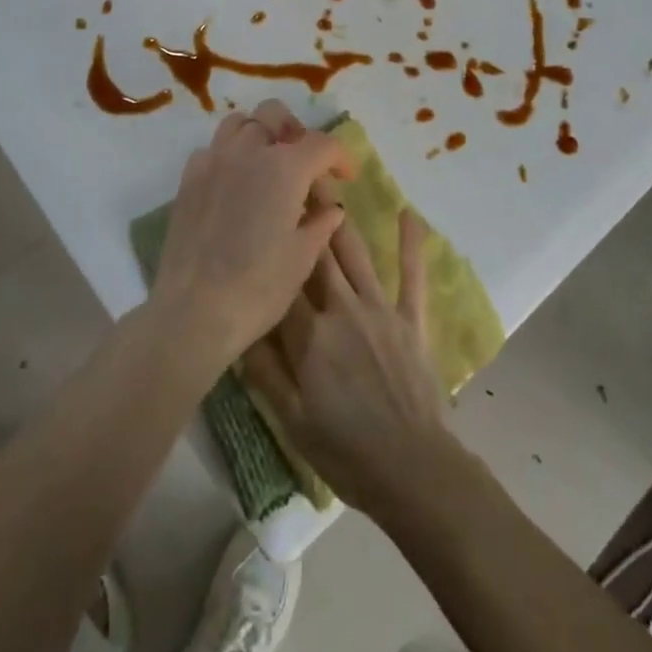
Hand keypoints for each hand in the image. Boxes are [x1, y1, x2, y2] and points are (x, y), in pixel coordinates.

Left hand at [151, 100, 350, 367]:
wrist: (194, 311)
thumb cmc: (258, 287)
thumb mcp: (303, 257)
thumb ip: (321, 222)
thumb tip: (331, 207)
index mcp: (284, 168)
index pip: (322, 144)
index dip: (341, 157)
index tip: (347, 177)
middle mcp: (248, 151)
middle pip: (275, 114)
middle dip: (295, 130)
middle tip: (305, 162)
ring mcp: (213, 160)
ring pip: (240, 123)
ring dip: (259, 134)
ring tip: (268, 164)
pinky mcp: (189, 178)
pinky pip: (213, 148)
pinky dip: (230, 154)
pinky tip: (236, 184)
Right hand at [244, 211, 457, 515]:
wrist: (414, 471)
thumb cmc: (346, 450)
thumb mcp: (292, 420)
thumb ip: (264, 370)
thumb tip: (237, 326)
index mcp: (310, 336)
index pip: (282, 282)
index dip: (269, 247)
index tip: (257, 213)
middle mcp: (342, 309)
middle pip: (316, 255)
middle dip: (301, 216)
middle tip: (288, 179)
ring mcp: (380, 309)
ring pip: (354, 254)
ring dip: (339, 219)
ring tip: (326, 184)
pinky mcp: (411, 318)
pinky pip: (411, 275)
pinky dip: (411, 243)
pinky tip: (409, 213)